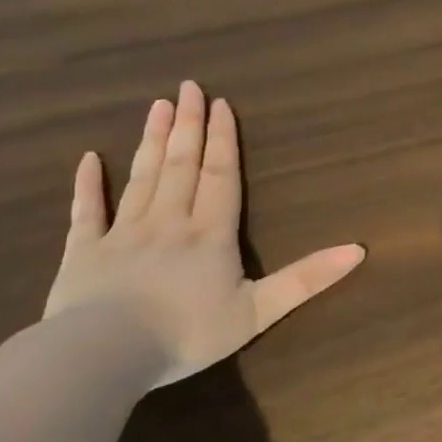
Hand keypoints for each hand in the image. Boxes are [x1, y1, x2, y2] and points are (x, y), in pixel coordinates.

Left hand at [44, 80, 364, 386]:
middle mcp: (168, 222)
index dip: (222, 140)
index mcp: (209, 233)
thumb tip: (358, 250)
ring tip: (157, 107)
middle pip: (181, 166)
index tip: (220, 104)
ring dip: (151, 141)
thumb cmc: (188, 333)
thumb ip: (306, 278)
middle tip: (187, 87)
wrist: (104, 354)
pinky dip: (87, 185)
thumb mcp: (259, 310)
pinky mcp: (83, 252)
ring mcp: (122, 233)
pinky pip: (87, 211)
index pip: (220, 176)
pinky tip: (88, 159)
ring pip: (141, 178)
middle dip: (188, 126)